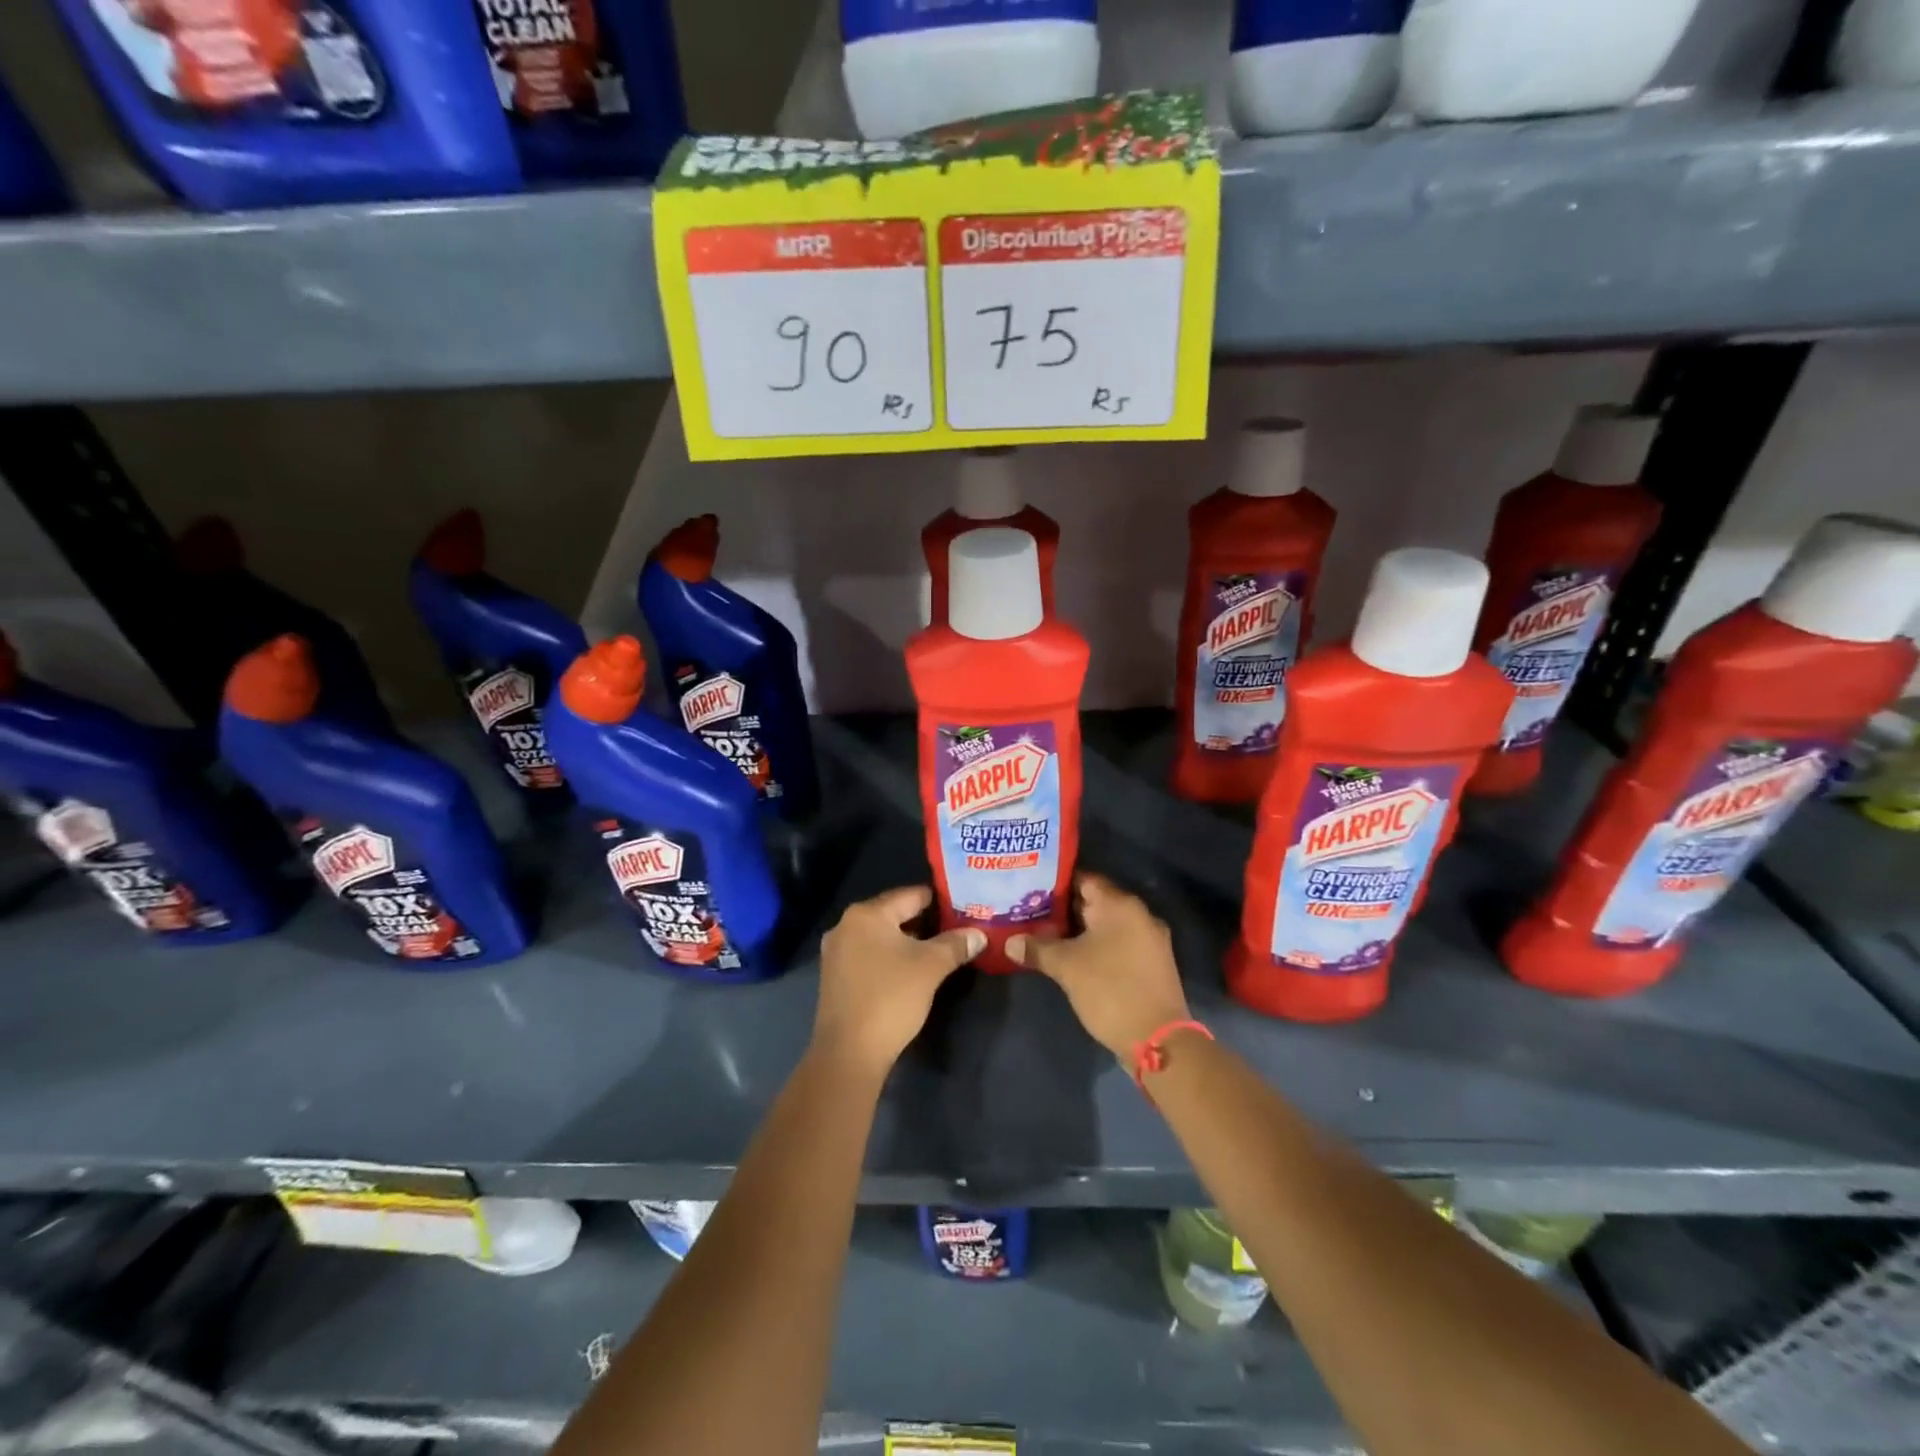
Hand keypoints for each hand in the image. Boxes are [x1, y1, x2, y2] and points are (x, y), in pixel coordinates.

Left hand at [812, 886, 981, 1079]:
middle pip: (894, 914)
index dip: (940, 901)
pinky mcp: (835, 976)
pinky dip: (890, 958)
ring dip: (908, 942)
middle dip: (925, 923)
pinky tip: (910, 972)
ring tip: (939, 951)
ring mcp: (836, 952)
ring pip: (881, 936)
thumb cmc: (891, 998)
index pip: (911, 895)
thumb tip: (979, 934)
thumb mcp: (931, 967)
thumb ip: (956, 944)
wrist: (849, 1053)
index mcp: (867, 914)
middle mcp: (846, 925)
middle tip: (956, 930)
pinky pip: (869, 955)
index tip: (963, 908)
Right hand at [1009, 874, 1190, 1059]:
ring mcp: (1149, 939)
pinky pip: (1118, 943)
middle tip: (1030, 913)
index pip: (1083, 879)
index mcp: (1120, 904)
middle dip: (1063, 909)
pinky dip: (1096, 946)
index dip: (1055, 883)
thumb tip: (1009, 942)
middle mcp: (1139, 914)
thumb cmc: (1109, 990)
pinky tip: (1073, 957)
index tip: (1030, 890)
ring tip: (1044, 935)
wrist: (1158, 1040)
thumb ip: (1037, 948)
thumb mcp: (1066, 967)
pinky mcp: (1151, 963)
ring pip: (1106, 925)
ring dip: (1079, 930)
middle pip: (1094, 901)